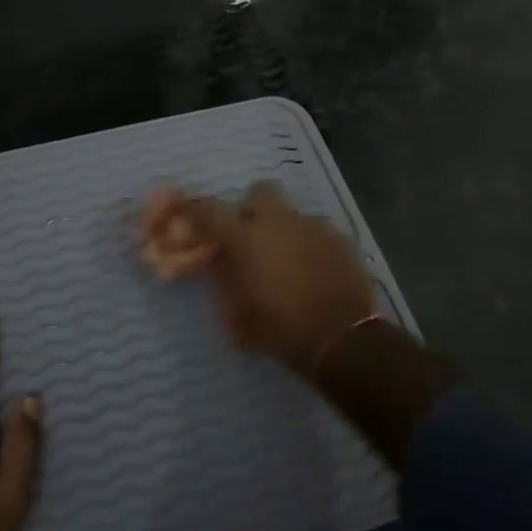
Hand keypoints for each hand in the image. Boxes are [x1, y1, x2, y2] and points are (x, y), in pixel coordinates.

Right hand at [143, 182, 377, 379]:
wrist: (341, 337)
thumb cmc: (280, 329)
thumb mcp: (238, 314)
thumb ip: (226, 280)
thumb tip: (220, 263)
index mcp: (246, 236)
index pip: (209, 209)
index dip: (195, 210)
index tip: (190, 215)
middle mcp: (278, 221)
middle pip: (259, 192)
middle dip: (251, 209)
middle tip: (249, 236)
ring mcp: (313, 226)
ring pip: (291, 214)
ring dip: (282, 230)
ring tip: (286, 260)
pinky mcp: (340, 238)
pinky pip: (316, 231)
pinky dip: (309, 244)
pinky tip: (313, 270)